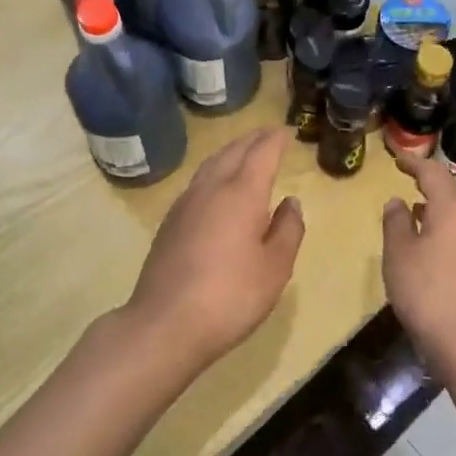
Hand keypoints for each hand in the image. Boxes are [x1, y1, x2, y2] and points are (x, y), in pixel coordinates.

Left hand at [125, 129, 304, 371]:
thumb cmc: (231, 295)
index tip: (288, 131)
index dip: (276, 140)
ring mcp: (185, 204)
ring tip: (245, 153)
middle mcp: (211, 188)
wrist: (165, 323)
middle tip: (270, 135)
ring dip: (231, 152)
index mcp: (241, 193)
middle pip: (233, 152)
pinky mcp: (170, 222)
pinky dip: (215, 172)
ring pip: (211, 164)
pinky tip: (218, 187)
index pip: (261, 153)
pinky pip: (198, 182)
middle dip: (253, 140)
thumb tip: (290, 203)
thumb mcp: (275, 268)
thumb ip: (288, 230)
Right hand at [382, 154, 455, 383]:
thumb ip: (396, 223)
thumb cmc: (428, 290)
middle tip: (408, 179)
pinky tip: (429, 245)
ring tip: (414, 210)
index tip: (397, 159)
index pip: (433, 173)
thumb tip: (397, 201)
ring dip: (438, 209)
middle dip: (430, 184)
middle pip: (452, 192)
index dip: (414, 163)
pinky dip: (445, 230)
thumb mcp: (399, 253)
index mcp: (453, 208)